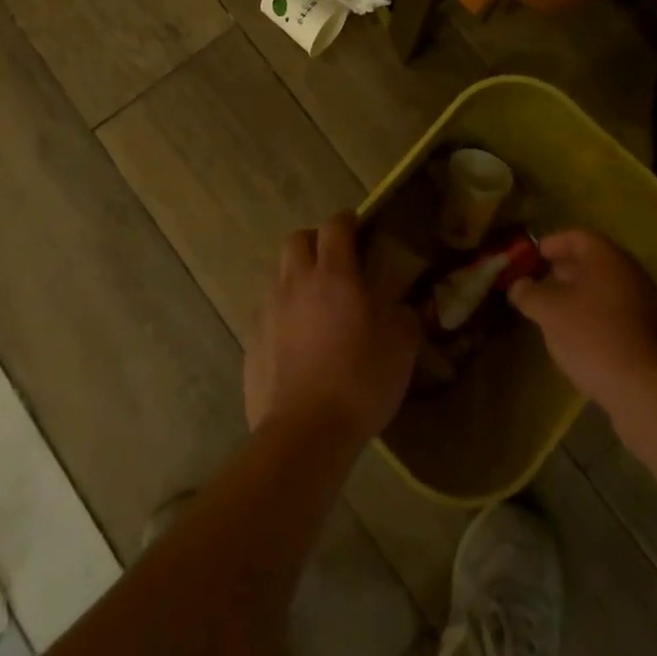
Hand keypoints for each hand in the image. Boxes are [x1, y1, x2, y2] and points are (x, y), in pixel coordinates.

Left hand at [245, 214, 420, 447]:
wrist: (303, 435)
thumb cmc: (359, 383)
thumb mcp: (400, 350)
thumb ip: (404, 319)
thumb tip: (403, 310)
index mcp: (334, 275)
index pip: (335, 226)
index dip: (347, 220)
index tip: (359, 226)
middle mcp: (296, 283)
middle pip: (296, 240)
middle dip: (315, 242)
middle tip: (334, 262)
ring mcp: (269, 311)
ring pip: (279, 274)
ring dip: (296, 277)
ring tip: (316, 303)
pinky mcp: (252, 341)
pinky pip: (268, 312)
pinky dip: (283, 314)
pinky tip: (298, 341)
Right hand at [509, 230, 656, 414]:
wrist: (647, 391)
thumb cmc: (593, 337)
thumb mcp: (549, 313)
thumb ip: (529, 293)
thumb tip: (518, 285)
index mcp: (608, 257)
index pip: (577, 236)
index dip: (552, 243)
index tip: (533, 256)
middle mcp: (632, 273)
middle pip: (595, 261)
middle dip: (567, 270)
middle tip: (542, 282)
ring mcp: (649, 304)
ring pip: (609, 289)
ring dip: (583, 294)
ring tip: (559, 312)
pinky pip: (621, 313)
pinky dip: (600, 316)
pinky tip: (584, 337)